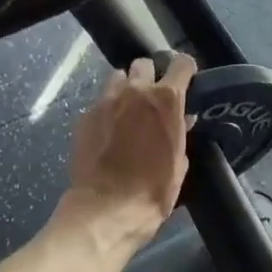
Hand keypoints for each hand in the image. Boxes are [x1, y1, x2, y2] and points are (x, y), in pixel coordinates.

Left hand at [64, 54, 195, 247]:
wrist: (107, 207)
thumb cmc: (154, 190)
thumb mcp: (179, 163)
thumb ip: (180, 133)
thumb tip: (182, 121)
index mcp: (166, 100)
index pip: (181, 64)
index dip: (185, 71)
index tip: (186, 81)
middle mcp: (136, 92)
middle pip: (144, 65)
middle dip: (150, 76)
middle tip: (152, 98)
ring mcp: (106, 101)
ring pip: (118, 78)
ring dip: (126, 89)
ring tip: (128, 110)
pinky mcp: (85, 116)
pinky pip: (100, 102)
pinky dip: (108, 110)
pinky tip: (109, 131)